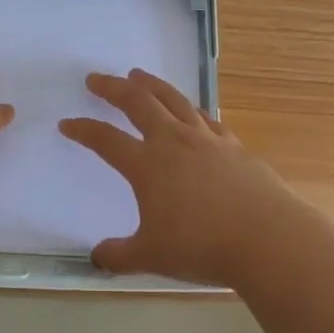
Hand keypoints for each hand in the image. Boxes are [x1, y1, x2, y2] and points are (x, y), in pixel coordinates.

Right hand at [59, 68, 299, 286]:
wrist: (266, 238)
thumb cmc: (202, 247)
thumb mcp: (151, 256)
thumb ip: (119, 255)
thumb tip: (97, 257)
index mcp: (147, 165)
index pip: (105, 140)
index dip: (83, 130)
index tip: (67, 124)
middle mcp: (174, 142)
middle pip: (138, 103)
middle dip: (113, 88)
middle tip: (96, 79)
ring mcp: (206, 140)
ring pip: (173, 100)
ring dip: (152, 85)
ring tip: (138, 75)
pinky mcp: (234, 146)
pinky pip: (205, 118)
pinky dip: (190, 109)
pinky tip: (190, 111)